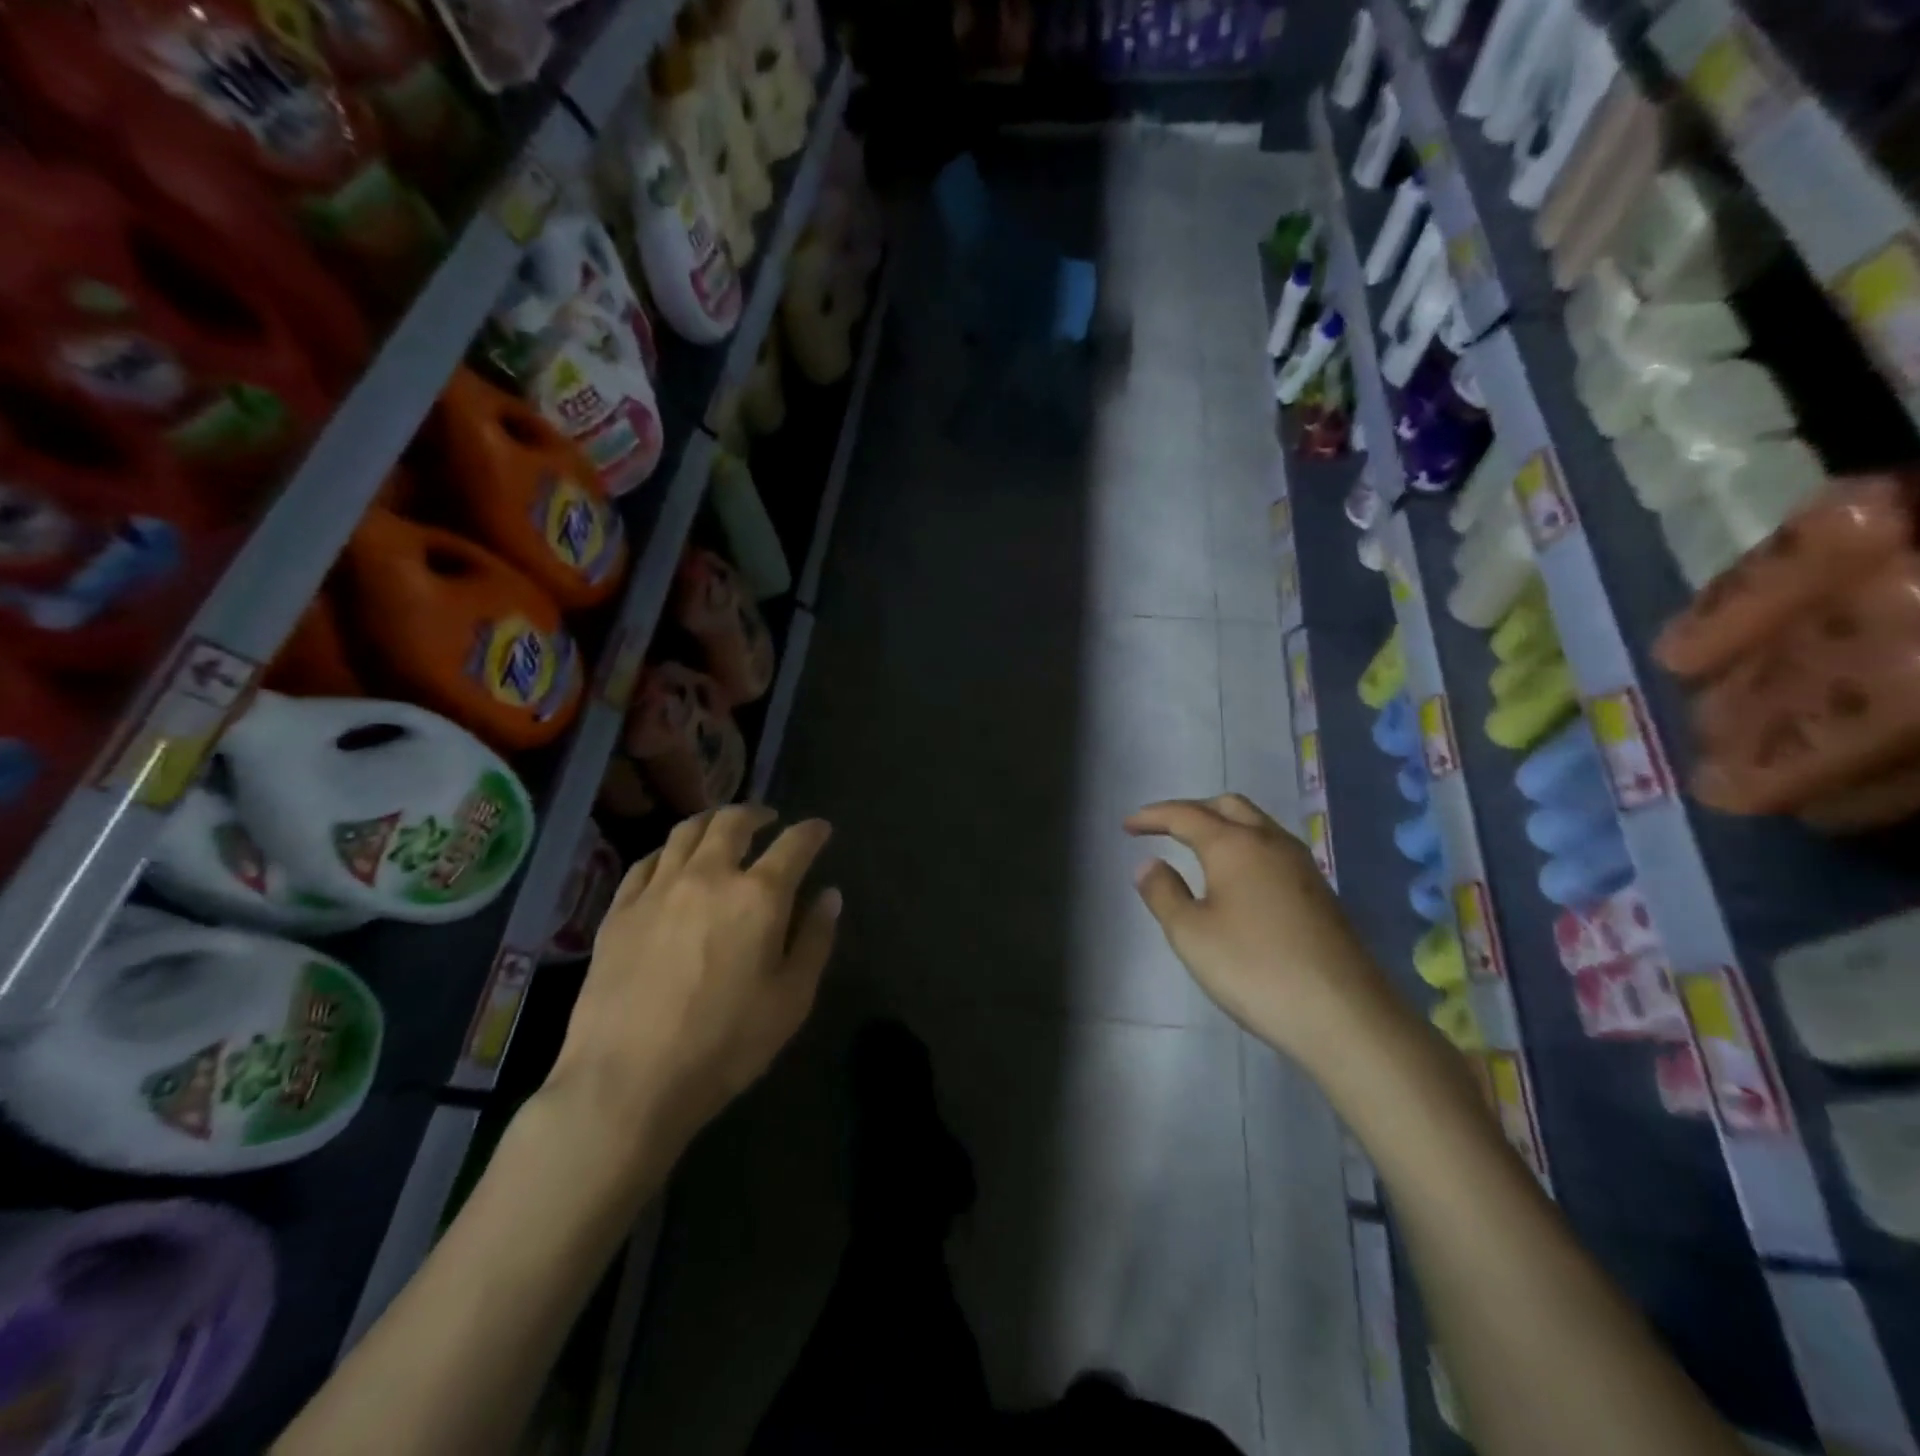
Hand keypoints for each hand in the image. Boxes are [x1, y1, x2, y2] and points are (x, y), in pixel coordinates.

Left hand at [543, 806, 840, 1179]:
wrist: (627, 1082)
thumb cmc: (724, 1045)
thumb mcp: (791, 999)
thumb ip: (815, 940)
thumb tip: (830, 895)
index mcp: (758, 896)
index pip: (793, 844)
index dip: (812, 831)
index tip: (820, 829)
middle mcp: (708, 876)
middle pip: (732, 822)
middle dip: (755, 813)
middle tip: (767, 818)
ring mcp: (657, 890)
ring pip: (685, 832)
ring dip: (711, 822)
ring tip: (721, 828)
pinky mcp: (619, 911)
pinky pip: (645, 862)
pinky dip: (667, 852)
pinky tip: (671, 862)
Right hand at [1126, 795, 1392, 1067]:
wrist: (1343, 1014)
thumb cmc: (1254, 968)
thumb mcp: (1191, 934)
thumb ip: (1163, 893)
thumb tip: (1149, 864)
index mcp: (1234, 845)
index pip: (1185, 815)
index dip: (1153, 816)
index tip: (1128, 825)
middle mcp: (1270, 842)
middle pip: (1228, 806)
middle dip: (1192, 810)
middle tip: (1164, 828)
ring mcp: (1301, 866)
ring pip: (1256, 825)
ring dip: (1222, 825)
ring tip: (1196, 848)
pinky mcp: (1319, 891)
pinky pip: (1272, 849)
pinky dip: (1244, 847)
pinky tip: (1236, 879)